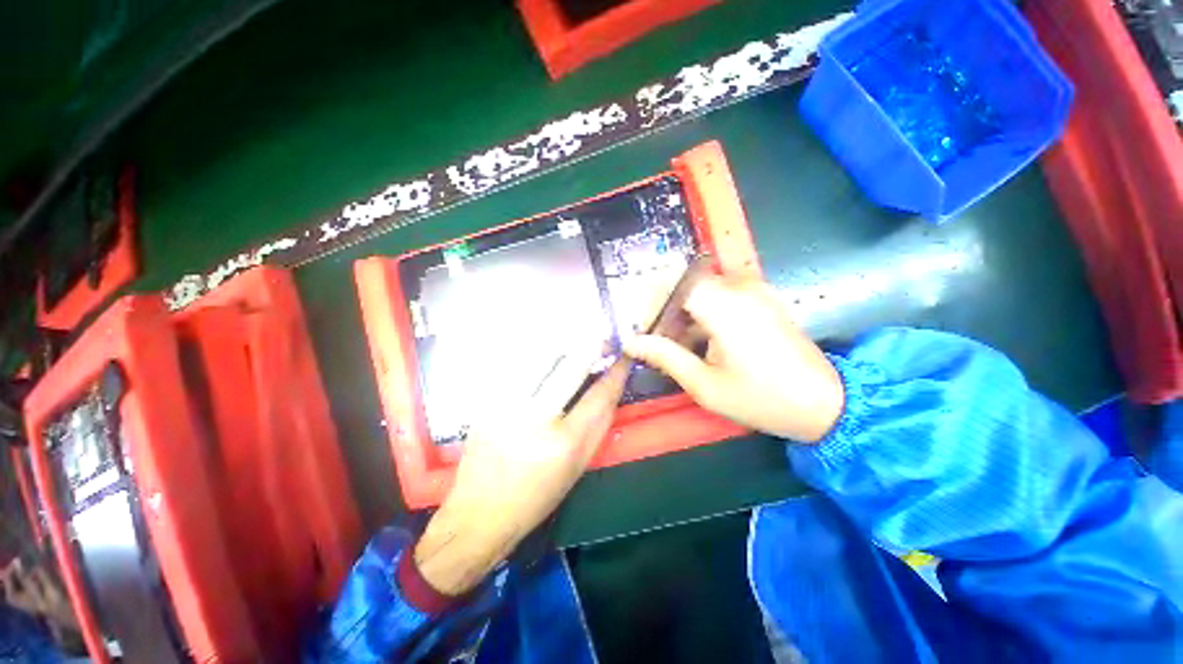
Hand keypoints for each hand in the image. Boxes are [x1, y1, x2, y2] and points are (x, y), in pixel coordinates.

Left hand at [414, 345, 628, 595]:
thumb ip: (598, 425)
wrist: (479, 513)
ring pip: (540, 357)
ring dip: (562, 346)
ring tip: (573, 344)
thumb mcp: (578, 467)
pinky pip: (516, 365)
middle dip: (590, 346)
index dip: (615, 372)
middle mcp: (533, 418)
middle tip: (600, 340)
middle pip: (569, 367)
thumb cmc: (536, 497)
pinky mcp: (485, 400)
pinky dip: (535, 356)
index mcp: (563, 443)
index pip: (598, 395)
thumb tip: (611, 387)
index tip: (623, 357)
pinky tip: (544, 356)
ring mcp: (505, 405)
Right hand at [623, 276, 843, 442]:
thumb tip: (632, 342)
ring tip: (681, 346)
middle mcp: (740, 288)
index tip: (645, 330)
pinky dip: (706, 312)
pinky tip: (705, 341)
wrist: (824, 403)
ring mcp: (755, 290)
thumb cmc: (761, 398)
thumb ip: (666, 357)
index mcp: (724, 306)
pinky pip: (723, 295)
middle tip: (659, 342)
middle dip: (669, 312)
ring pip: (703, 290)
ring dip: (687, 314)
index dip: (654, 306)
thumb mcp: (705, 385)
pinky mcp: (764, 298)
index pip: (673, 286)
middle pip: (687, 287)